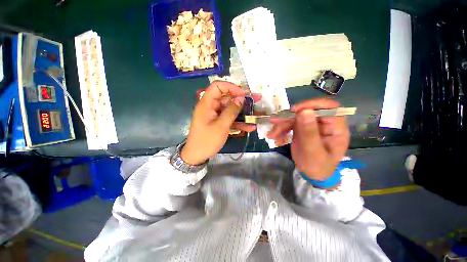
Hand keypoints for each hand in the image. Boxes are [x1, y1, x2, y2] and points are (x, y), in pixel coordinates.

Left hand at [181, 81, 260, 164]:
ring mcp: (215, 115)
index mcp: (207, 104)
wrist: (197, 156)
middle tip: (256, 100)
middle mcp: (211, 107)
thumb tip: (241, 98)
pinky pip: (229, 119)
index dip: (231, 87)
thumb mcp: (221, 126)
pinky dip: (238, 122)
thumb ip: (231, 111)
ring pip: (230, 109)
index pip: (218, 86)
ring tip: (256, 114)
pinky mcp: (218, 123)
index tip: (243, 94)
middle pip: (227, 98)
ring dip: (242, 112)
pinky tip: (250, 127)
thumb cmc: (207, 140)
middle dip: (241, 100)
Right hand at [267, 99, 349, 180]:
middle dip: (290, 117)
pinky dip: (280, 129)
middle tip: (275, 122)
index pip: (329, 108)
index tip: (295, 110)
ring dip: (282, 124)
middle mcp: (324, 124)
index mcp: (336, 128)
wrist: (311, 174)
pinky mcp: (302, 129)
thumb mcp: (313, 152)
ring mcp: (312, 125)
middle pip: (307, 112)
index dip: (313, 105)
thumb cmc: (318, 166)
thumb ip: (309, 132)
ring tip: (272, 134)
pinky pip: (290, 124)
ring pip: (295, 118)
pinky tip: (274, 135)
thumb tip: (304, 110)